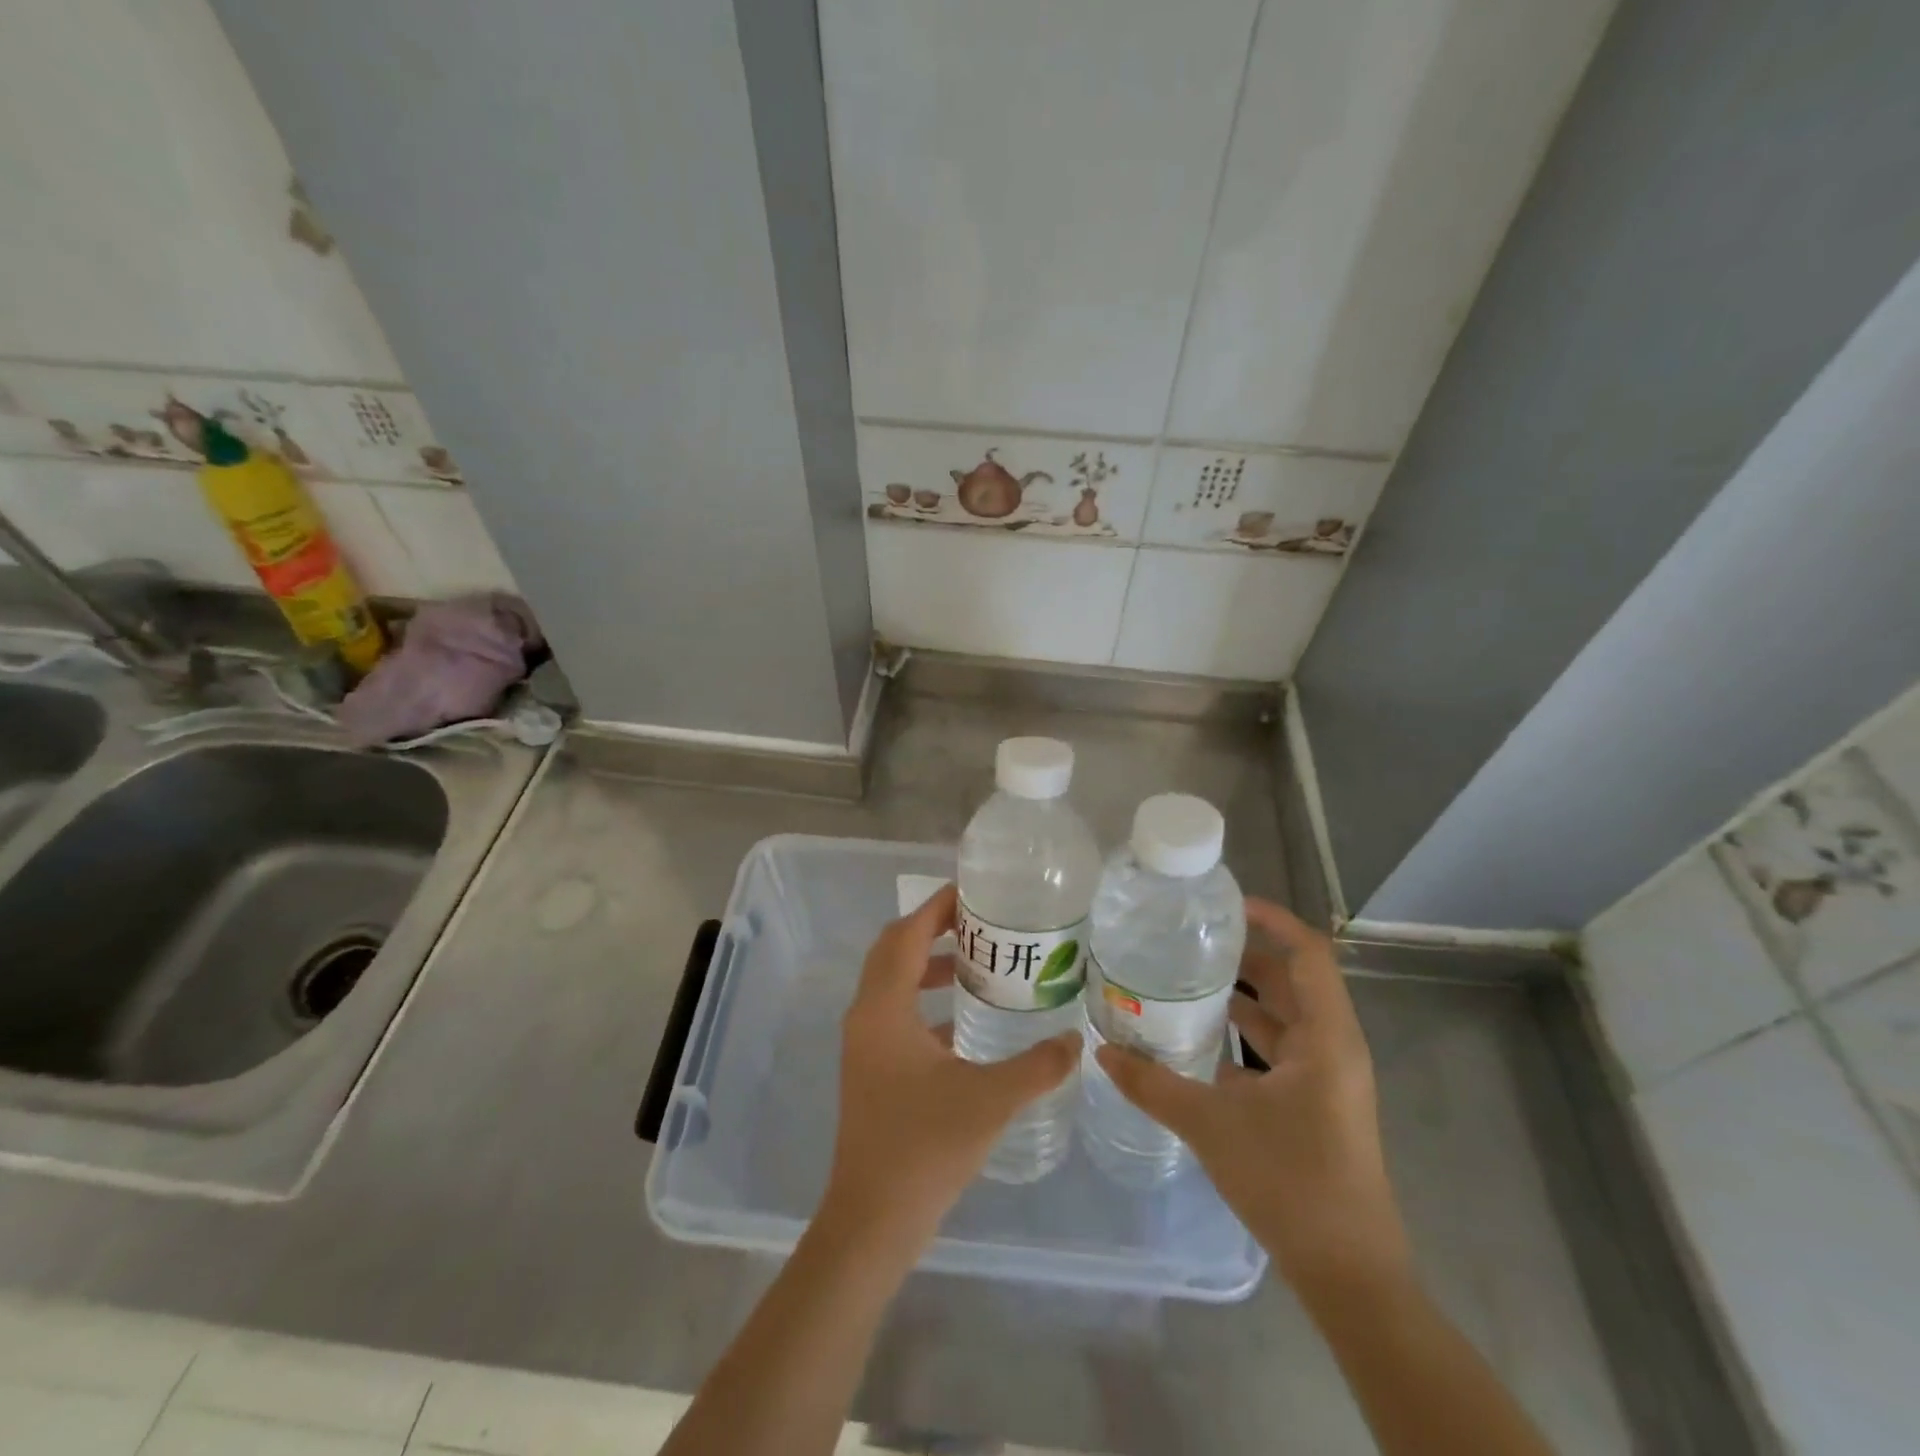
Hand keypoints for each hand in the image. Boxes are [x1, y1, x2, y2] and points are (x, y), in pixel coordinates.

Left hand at [822, 883, 1076, 1254]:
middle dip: (932, 930)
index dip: (935, 908)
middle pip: (893, 951)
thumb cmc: (924, 1149)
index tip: (970, 890)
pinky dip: (926, 1003)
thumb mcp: (989, 1101)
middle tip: (980, 923)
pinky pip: (897, 1015)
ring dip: (928, 966)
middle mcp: (866, 1017)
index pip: (905, 935)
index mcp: (883, 1010)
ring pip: (893, 983)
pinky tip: (965, 1023)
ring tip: (978, 966)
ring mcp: (865, 1045)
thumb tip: (1077, 1040)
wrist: (872, 1221)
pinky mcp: (871, 1070)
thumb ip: (1037, 1066)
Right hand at [1094, 898, 1409, 1297]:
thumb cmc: (1291, 1183)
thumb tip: (1101, 1051)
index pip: (1308, 954)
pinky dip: (1244, 1037)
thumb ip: (1153, 1085)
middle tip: (1189, 940)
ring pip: (1284, 1018)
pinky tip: (1198, 1040)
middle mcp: (1333, 1048)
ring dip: (1242, 997)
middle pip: (1292, 981)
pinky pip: (1279, 1051)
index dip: (1273, 921)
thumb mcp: (1212, 1126)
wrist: (1348, 1274)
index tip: (1226, 906)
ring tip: (1185, 979)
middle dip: (1245, 957)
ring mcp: (1327, 1079)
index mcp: (1327, 1038)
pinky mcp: (1316, 1104)